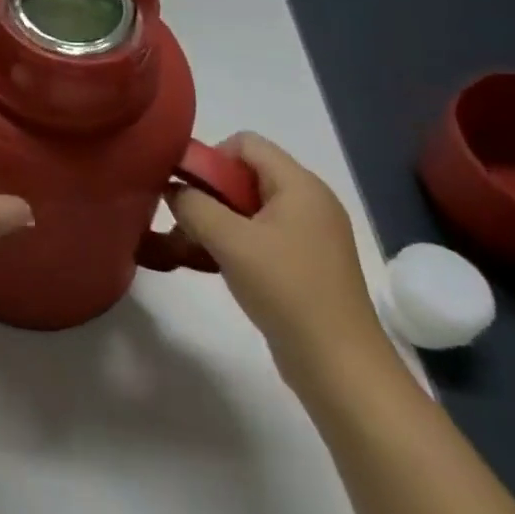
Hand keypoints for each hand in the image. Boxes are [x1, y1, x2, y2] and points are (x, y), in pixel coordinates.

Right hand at [170, 133, 388, 385]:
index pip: (245, 143)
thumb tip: (172, 188)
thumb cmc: (287, 292)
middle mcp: (309, 202)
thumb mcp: (229, 241)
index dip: (212, 158)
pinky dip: (234, 243)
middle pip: (245, 175)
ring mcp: (311, 236)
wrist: (342, 371)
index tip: (191, 191)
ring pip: (249, 208)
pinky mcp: (307, 265)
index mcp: (299, 185)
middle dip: (209, 193)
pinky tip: (211, 265)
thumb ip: (192, 204)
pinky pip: (261, 236)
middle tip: (185, 221)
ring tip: (189, 247)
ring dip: (216, 221)